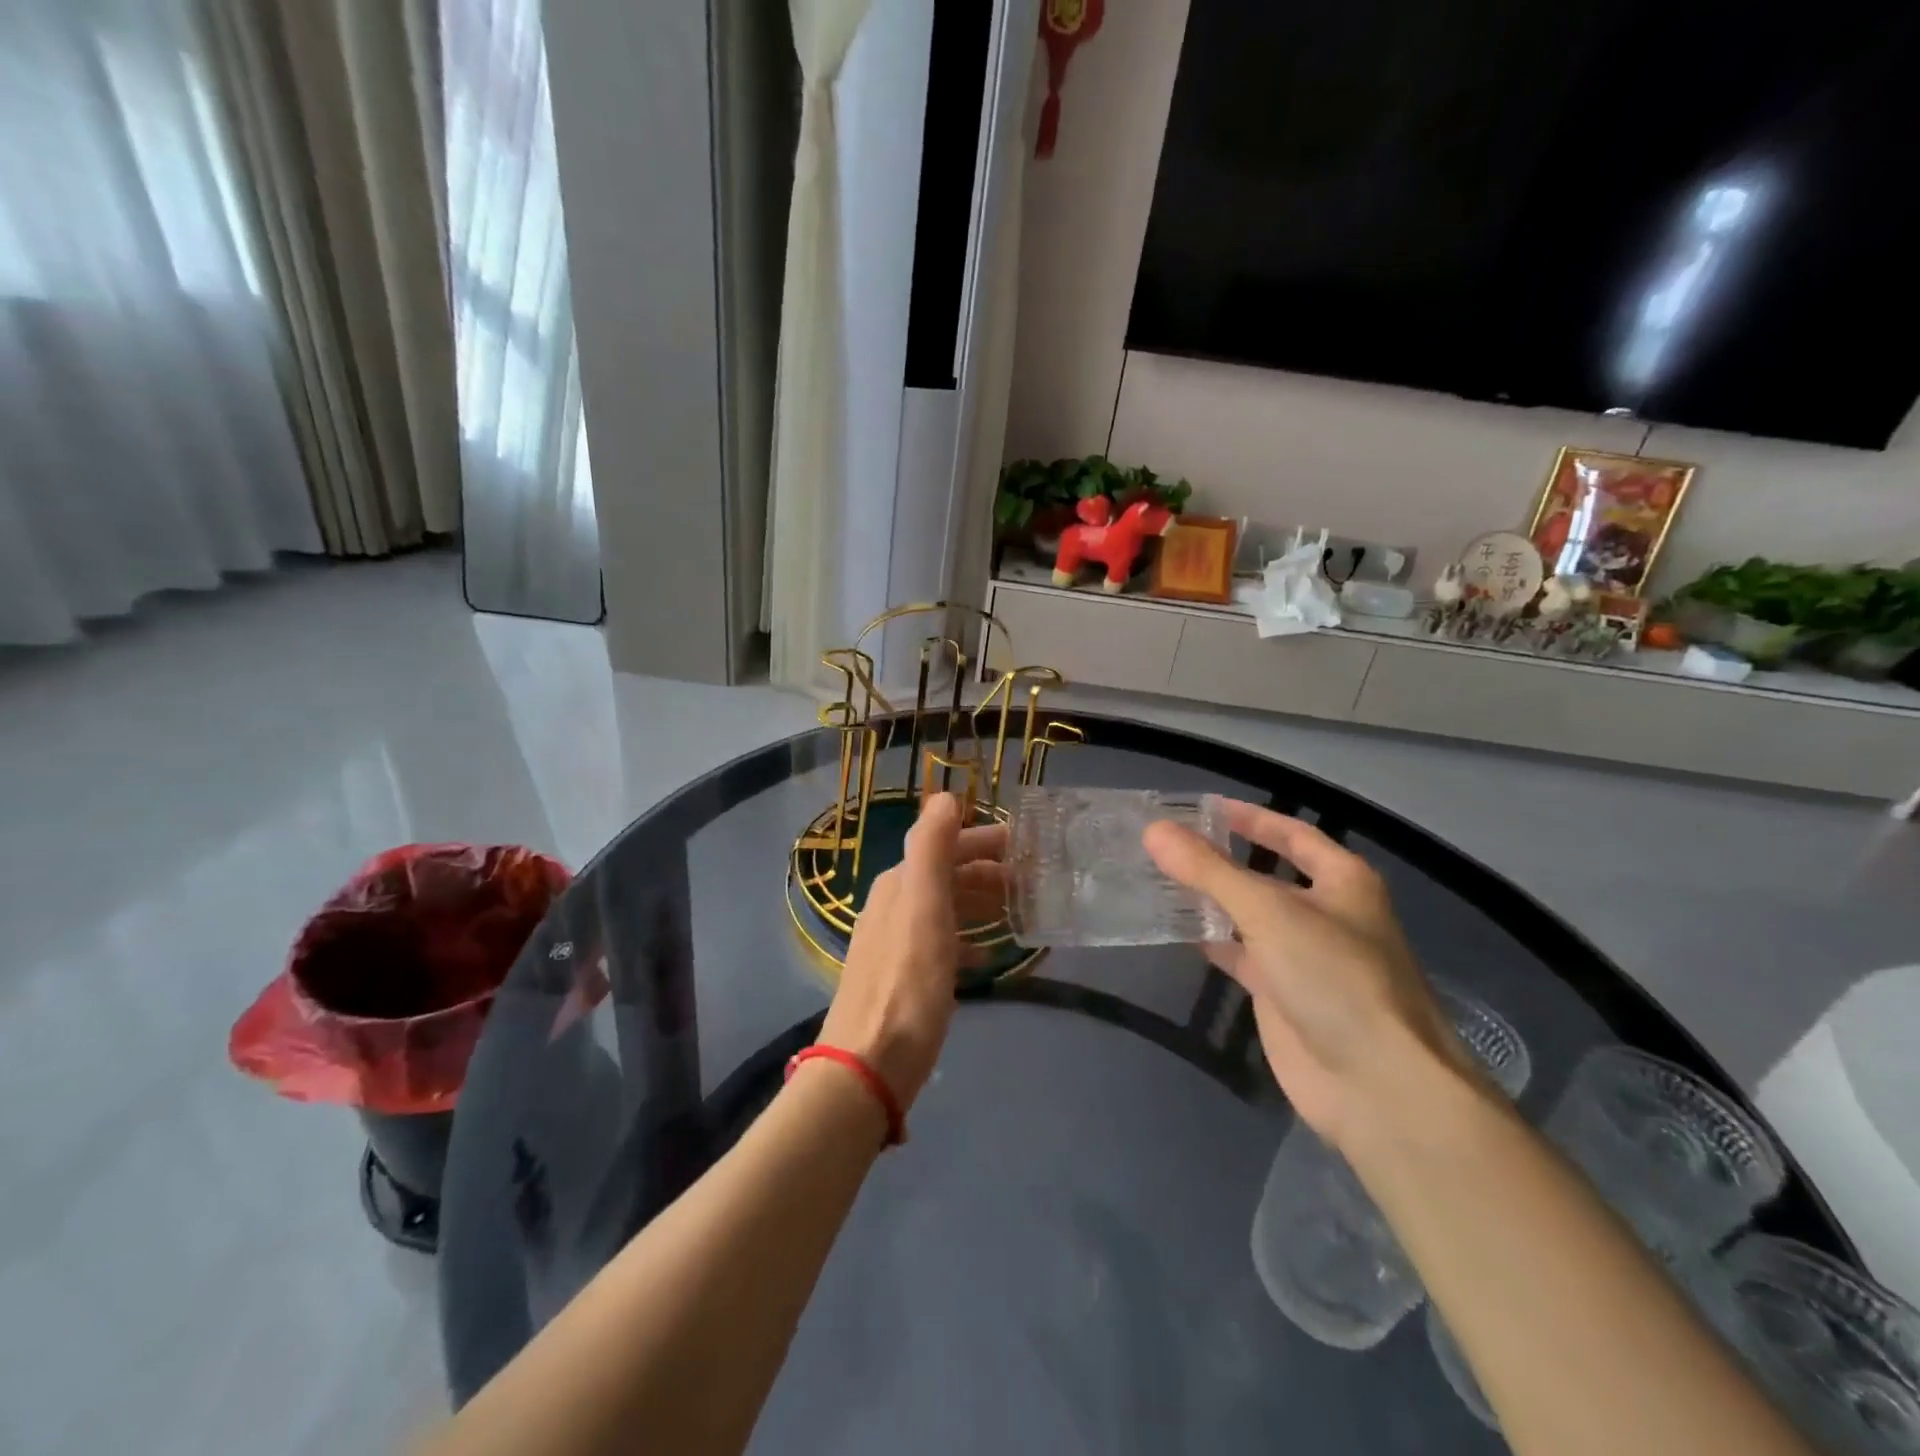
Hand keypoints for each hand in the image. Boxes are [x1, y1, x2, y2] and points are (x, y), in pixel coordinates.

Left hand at [818, 793, 1006, 1114]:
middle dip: (987, 871)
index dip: (985, 840)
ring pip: (946, 909)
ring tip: (1019, 913)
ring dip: (980, 903)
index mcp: (899, 885)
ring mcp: (897, 944)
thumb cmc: (907, 985)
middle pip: (946, 875)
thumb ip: (931, 849)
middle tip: (1032, 881)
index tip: (1027, 846)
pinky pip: (943, 945)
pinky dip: (968, 940)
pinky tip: (987, 957)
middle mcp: (894, 906)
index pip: (945, 845)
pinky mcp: (904, 980)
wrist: (868, 1066)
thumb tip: (945, 795)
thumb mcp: (923, 908)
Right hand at [1144, 800, 1462, 1149]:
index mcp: (1342, 881)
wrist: (1377, 1085)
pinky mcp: (1282, 994)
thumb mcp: (1269, 912)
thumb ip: (1209, 870)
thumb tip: (1154, 830)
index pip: (1291, 833)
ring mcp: (1303, 956)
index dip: (1249, 818)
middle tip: (1164, 844)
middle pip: (1265, 874)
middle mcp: (1324, 913)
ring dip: (1209, 900)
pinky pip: (1239, 954)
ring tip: (1156, 878)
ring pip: (1248, 916)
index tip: (1201, 807)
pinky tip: (1175, 928)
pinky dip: (1211, 940)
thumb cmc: (1334, 978)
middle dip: (1220, 859)